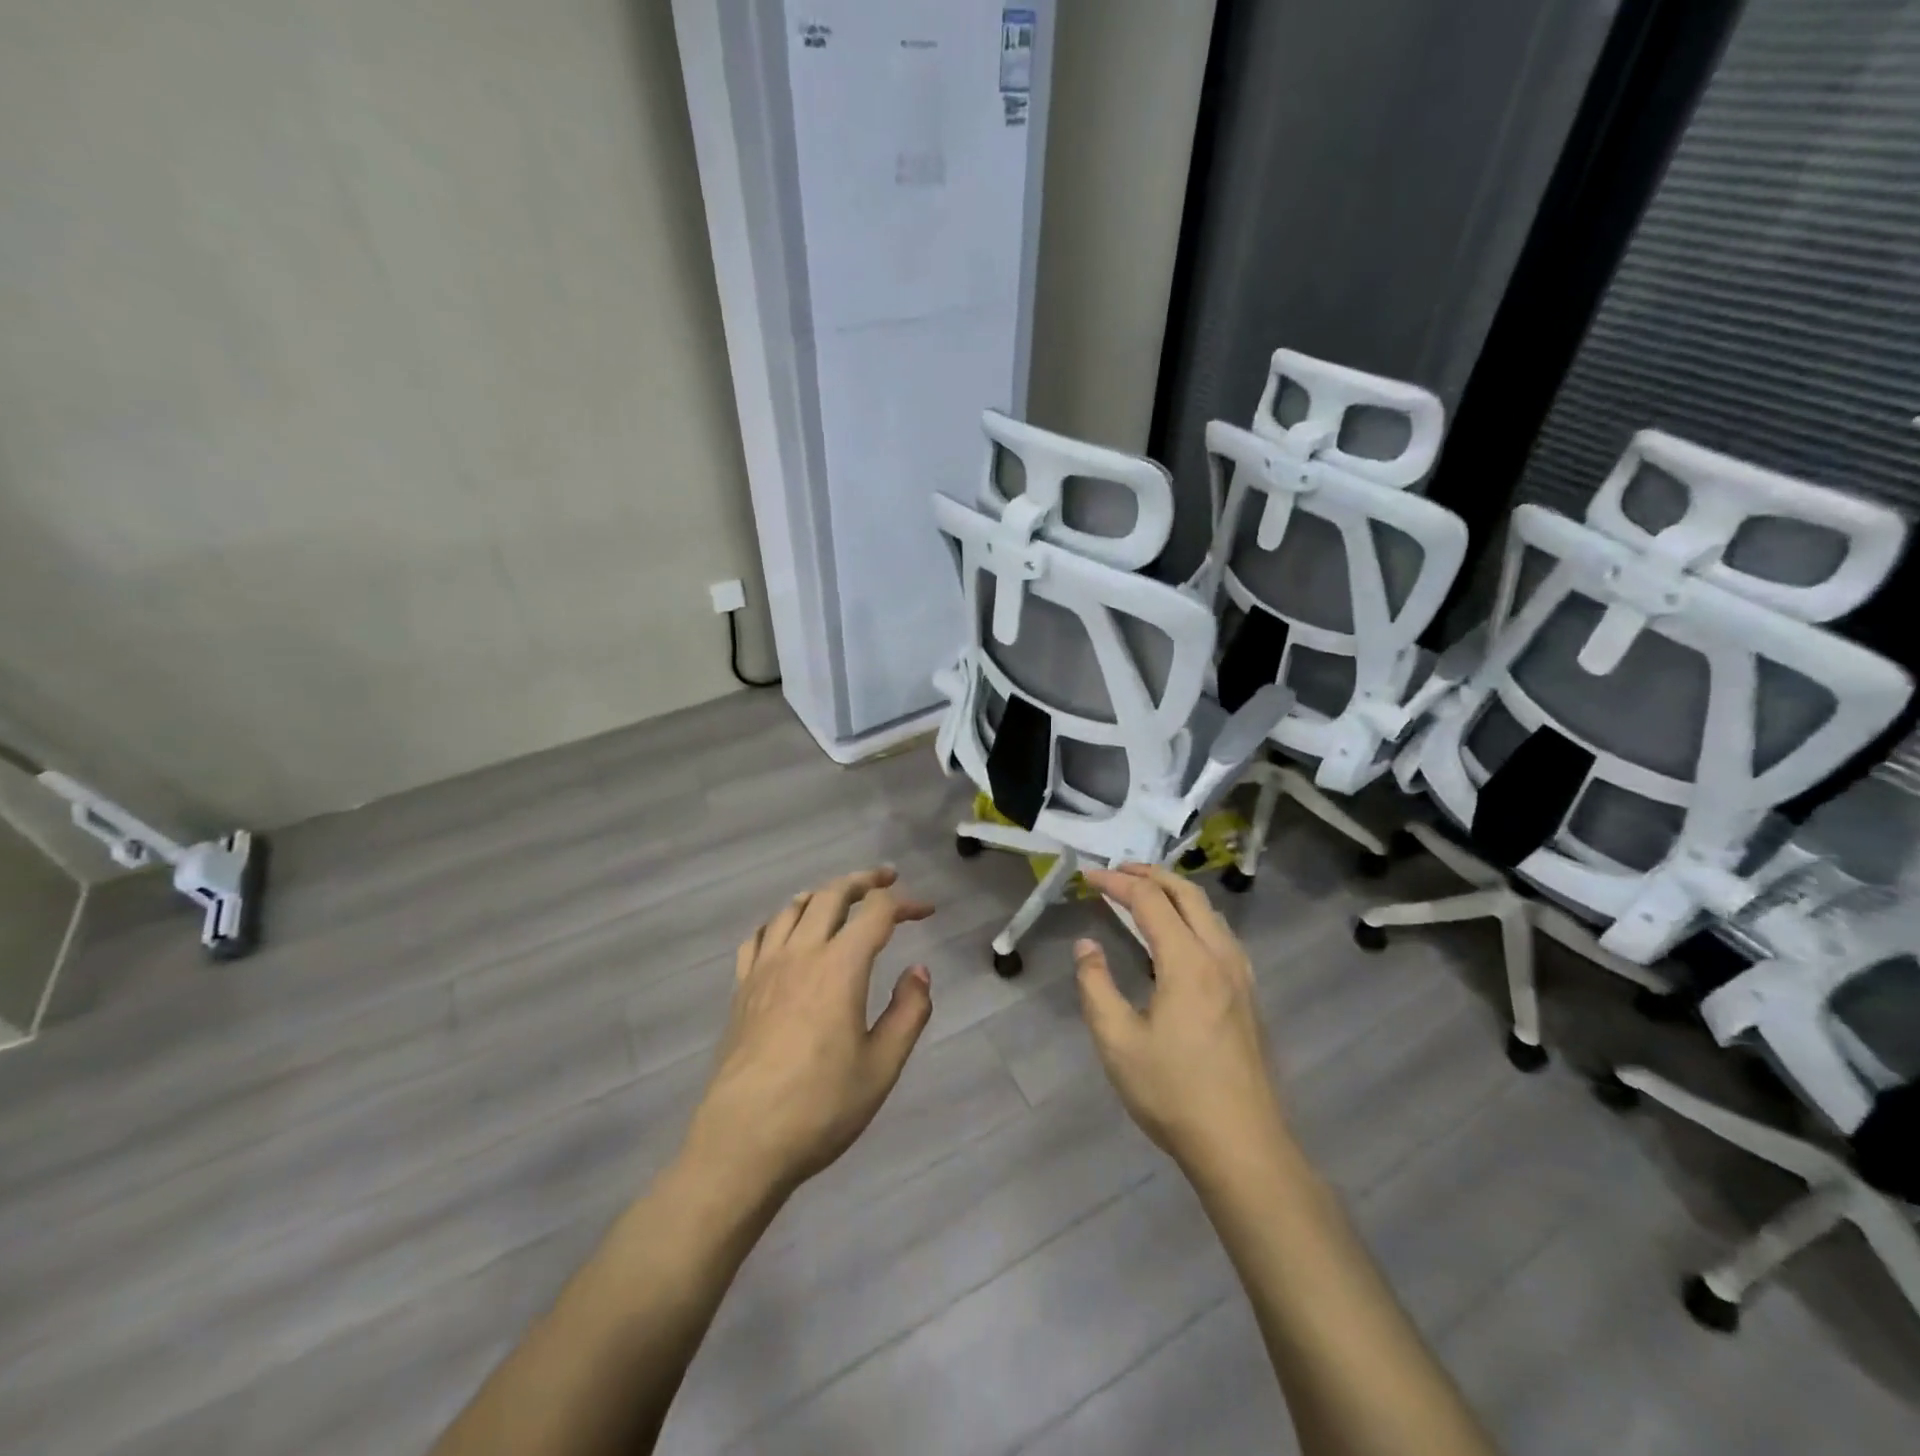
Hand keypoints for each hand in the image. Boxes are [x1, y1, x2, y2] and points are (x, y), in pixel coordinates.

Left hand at [679, 867, 935, 1201]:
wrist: (742, 1142)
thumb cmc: (820, 1107)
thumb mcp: (882, 1066)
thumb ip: (908, 1012)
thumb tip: (919, 970)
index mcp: (839, 968)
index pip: (877, 913)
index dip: (905, 903)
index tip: (926, 911)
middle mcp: (800, 954)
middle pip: (831, 895)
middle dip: (863, 880)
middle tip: (886, 879)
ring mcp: (764, 969)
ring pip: (792, 909)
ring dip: (821, 895)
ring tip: (840, 900)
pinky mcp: (741, 989)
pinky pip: (758, 936)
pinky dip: (780, 922)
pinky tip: (787, 934)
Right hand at [1075, 864, 1287, 1177]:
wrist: (1243, 1146)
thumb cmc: (1173, 1093)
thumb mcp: (1117, 1041)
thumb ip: (1096, 985)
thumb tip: (1087, 946)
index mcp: (1188, 962)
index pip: (1150, 901)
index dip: (1117, 882)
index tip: (1088, 876)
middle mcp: (1220, 957)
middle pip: (1188, 894)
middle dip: (1151, 874)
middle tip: (1117, 870)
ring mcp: (1241, 976)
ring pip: (1210, 912)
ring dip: (1175, 892)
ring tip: (1144, 894)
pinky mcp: (1248, 996)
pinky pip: (1220, 934)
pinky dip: (1194, 916)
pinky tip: (1179, 936)